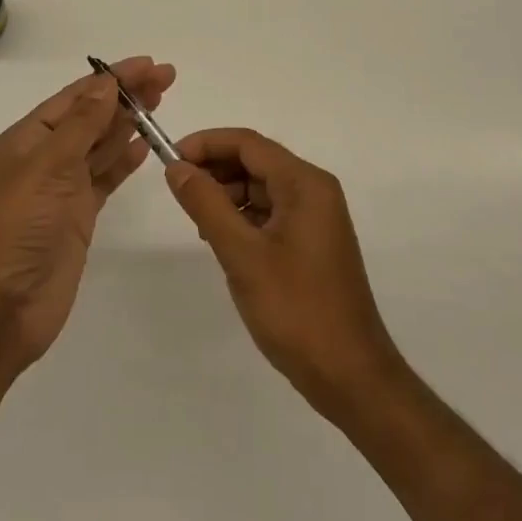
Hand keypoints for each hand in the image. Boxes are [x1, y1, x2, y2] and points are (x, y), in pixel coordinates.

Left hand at [0, 57, 175, 371]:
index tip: (149, 64)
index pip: (77, 97)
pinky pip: (106, 178)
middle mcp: (45, 158)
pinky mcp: (78, 217)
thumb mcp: (46, 167)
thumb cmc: (15, 229)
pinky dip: (124, 160)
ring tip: (160, 101)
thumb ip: (81, 125)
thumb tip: (106, 83)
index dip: (113, 78)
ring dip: (129, 122)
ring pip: (101, 145)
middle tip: (167, 78)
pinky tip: (144, 145)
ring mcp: (62, 189)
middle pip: (93, 116)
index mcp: (29, 139)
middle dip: (127, 95)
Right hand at [165, 129, 402, 419]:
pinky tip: (221, 239)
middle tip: (178, 191)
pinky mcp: (312, 242)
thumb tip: (177, 167)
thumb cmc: (296, 310)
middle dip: (215, 169)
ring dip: (226, 194)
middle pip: (255, 161)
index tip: (170, 160)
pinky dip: (243, 217)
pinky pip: (271, 212)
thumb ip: (206, 205)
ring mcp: (316, 217)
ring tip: (197, 221)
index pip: (248, 143)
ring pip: (261, 187)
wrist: (351, 377)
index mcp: (305, 184)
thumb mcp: (242, 255)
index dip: (206, 144)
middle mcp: (314, 190)